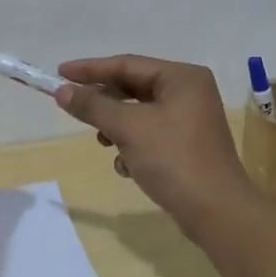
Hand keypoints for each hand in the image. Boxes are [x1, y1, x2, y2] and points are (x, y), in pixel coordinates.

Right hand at [53, 54, 257, 232]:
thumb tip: (62, 91)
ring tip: (104, 144)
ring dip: (117, 128)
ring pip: (139, 114)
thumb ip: (93, 106)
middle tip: (73, 109)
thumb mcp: (128, 128)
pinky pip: (150, 135)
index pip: (127, 64)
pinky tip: (127, 167)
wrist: (216, 212)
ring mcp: (190, 120)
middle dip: (104, 103)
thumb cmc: (173, 159)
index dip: (90, 69)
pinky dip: (133, 146)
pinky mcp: (187, 146)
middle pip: (134, 88)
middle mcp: (189, 92)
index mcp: (182, 77)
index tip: (59, 74)